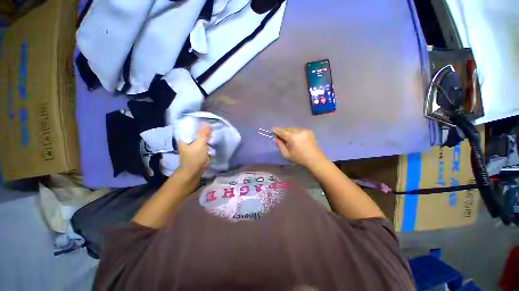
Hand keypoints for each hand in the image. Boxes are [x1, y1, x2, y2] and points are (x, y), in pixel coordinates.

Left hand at [178, 125, 211, 174]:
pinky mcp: (198, 154)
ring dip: (207, 140)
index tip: (207, 125)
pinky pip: (203, 147)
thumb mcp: (200, 144)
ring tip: (213, 138)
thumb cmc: (195, 157)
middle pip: (197, 135)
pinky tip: (212, 145)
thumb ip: (203, 134)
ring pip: (201, 142)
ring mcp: (193, 149)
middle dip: (205, 134)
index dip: (199, 127)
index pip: (191, 129)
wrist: (194, 172)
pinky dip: (207, 146)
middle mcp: (187, 143)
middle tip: (212, 132)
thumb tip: (206, 123)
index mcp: (185, 139)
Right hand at [273, 127, 325, 166]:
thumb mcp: (287, 154)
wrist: (315, 159)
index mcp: (293, 137)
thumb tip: (275, 138)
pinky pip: (298, 130)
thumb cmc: (299, 158)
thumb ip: (280, 145)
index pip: (282, 132)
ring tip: (287, 137)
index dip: (277, 130)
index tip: (272, 129)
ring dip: (288, 131)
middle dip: (283, 131)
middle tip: (279, 136)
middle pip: (287, 129)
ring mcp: (304, 130)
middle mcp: (299, 131)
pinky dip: (294, 132)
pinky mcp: (308, 131)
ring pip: (293, 129)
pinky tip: (294, 138)